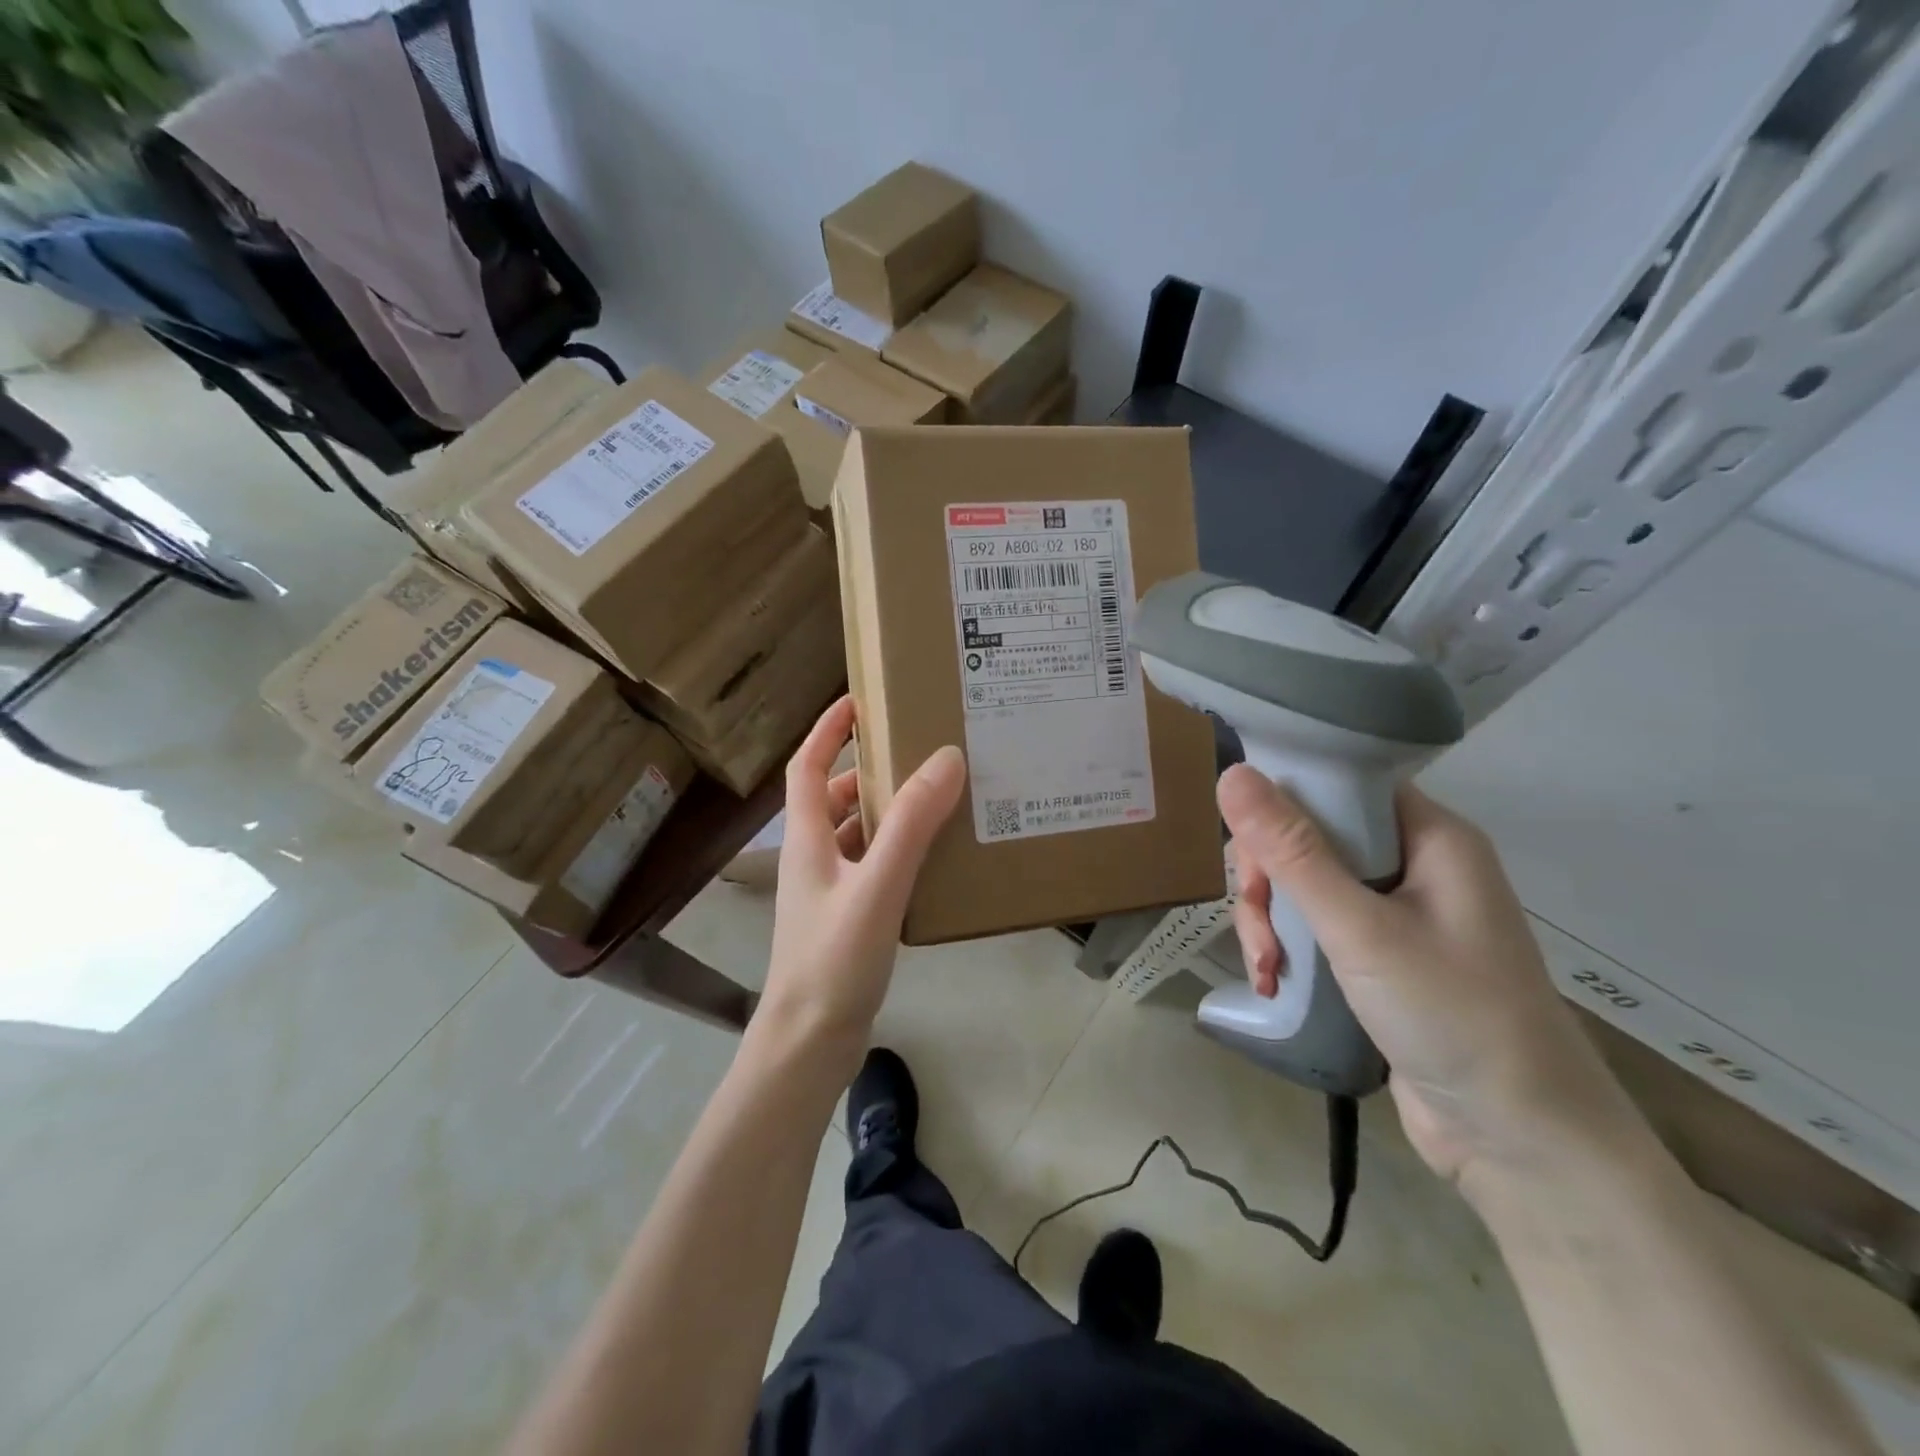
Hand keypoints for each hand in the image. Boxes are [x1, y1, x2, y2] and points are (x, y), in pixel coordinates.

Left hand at [758, 697, 965, 1060]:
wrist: (810, 1043)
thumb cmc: (834, 959)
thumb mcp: (877, 885)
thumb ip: (912, 824)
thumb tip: (945, 759)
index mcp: (807, 838)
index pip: (807, 766)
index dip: (827, 730)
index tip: (857, 700)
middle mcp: (812, 858)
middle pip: (833, 797)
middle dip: (868, 770)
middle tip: (915, 751)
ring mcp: (827, 891)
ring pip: (854, 834)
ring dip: (885, 812)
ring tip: (932, 798)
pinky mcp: (845, 919)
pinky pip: (870, 867)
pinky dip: (894, 851)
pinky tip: (929, 860)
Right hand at [1218, 767, 1651, 1198]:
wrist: (1523, 1144)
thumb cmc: (1454, 1017)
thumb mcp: (1361, 929)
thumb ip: (1293, 852)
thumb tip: (1232, 774)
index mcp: (1429, 837)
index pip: (1340, 783)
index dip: (1283, 801)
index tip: (1246, 843)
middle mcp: (1413, 864)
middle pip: (1311, 836)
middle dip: (1268, 877)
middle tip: (1256, 919)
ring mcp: (1395, 913)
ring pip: (1303, 884)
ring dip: (1269, 920)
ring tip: (1266, 967)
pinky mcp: (1378, 957)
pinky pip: (1314, 926)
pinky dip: (1285, 948)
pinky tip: (1273, 981)